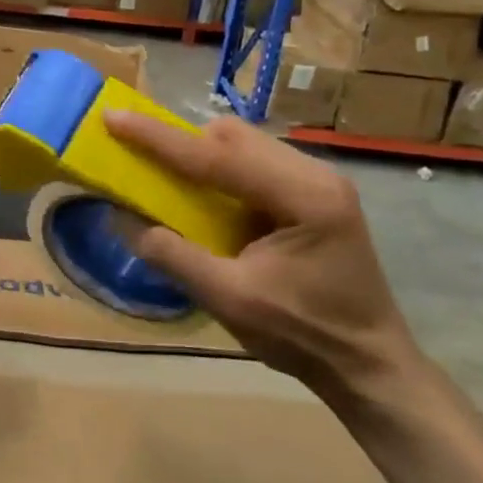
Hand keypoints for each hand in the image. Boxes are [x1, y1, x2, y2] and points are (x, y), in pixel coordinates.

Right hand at [103, 110, 420, 410]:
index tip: (114, 117)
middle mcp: (316, 175)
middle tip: (140, 157)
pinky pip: (254, 162)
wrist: (369, 365)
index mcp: (304, 198)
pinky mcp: (314, 194)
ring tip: (167, 177)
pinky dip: (220, 170)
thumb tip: (120, 218)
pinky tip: (207, 197)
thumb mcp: (229, 301)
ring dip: (200, 154)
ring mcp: (319, 181)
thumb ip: (173, 256)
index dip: (158, 138)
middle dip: (181, 140)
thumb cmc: (303, 335)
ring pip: (243, 143)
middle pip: (233, 135)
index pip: (216, 157)